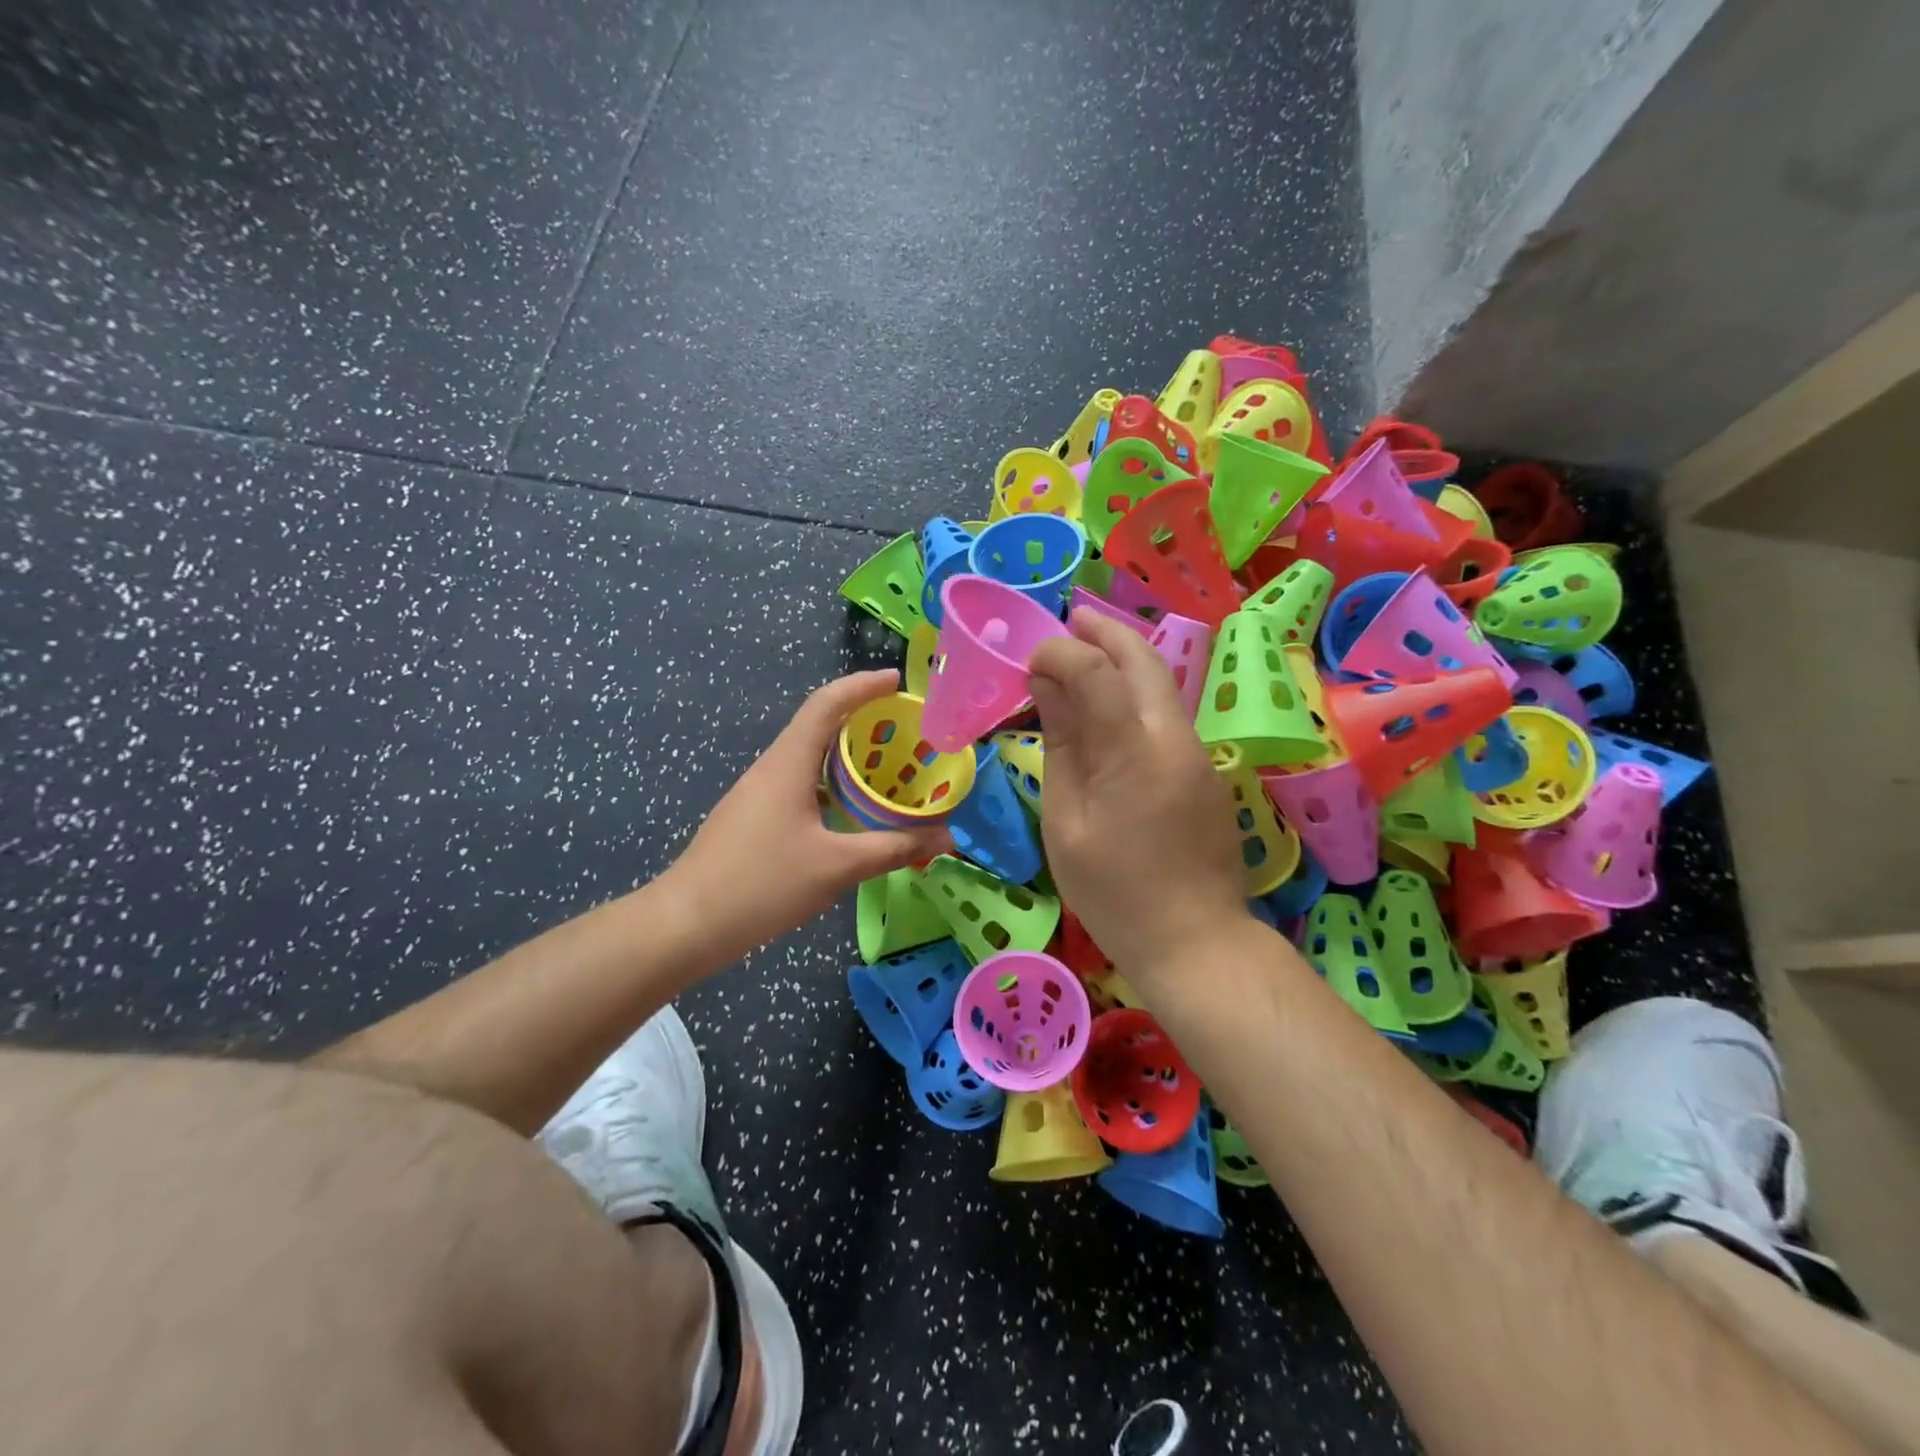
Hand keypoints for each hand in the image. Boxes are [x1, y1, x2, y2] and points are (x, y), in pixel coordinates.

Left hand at [666, 670, 951, 965]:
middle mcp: (771, 768)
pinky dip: (830, 784)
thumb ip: (894, 848)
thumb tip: (946, 838)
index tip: (898, 681)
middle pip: (818, 725)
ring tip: (886, 768)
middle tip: (905, 730)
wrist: (686, 924)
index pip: (826, 704)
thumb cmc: (762, 884)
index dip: (863, 686)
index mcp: (788, 764)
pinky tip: (850, 812)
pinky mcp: (752, 818)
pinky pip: (798, 784)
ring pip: (808, 758)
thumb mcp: (837, 867)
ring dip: (846, 755)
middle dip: (862, 719)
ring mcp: (756, 794)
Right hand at [1027, 612, 1249, 988]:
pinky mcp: (1205, 769)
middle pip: (1143, 658)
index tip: (1030, 662)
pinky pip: (1167, 713)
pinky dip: (1136, 691)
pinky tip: (1111, 704)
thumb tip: (1046, 686)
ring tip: (1085, 651)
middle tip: (1070, 618)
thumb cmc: (1113, 891)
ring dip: (1124, 656)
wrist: (1195, 940)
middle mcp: (1173, 736)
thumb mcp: (1066, 822)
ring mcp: (1196, 751)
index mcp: (1133, 751)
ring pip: (1161, 682)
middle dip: (1104, 630)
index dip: (1059, 653)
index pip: (1095, 670)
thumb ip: (1061, 745)